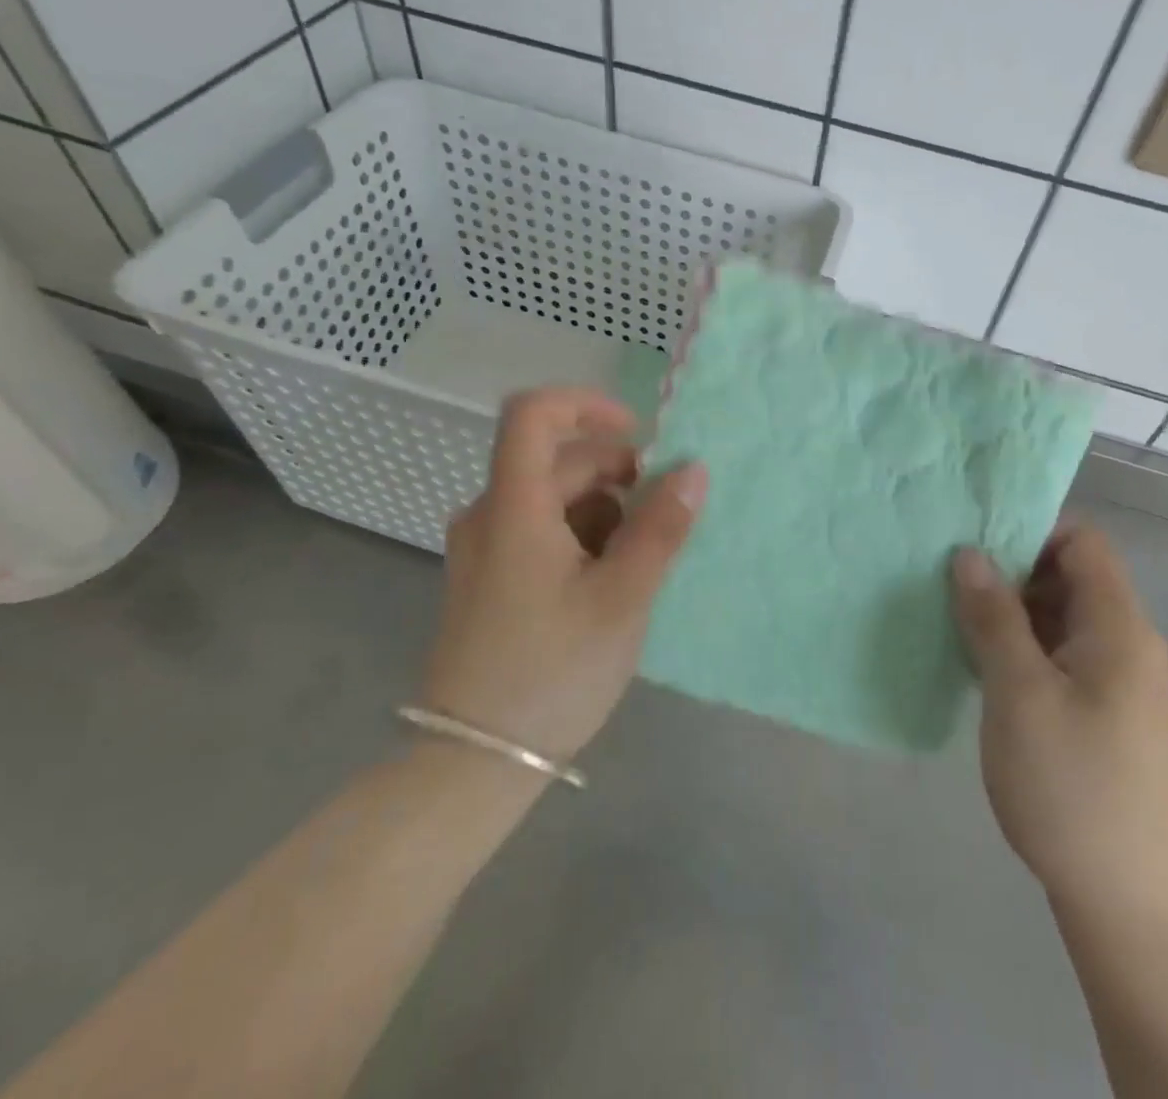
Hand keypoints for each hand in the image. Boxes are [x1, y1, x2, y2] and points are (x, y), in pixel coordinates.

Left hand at [422, 387, 706, 762]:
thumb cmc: (552, 671)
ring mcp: (485, 548)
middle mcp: (490, 514)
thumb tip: (693, 470)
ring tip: (636, 564)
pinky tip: (608, 583)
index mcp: (514, 507)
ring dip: (603, 511)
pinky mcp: (489, 577)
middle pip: (555, 461)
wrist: (474, 761)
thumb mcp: (622, 597)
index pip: (533, 413)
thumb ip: (661, 528)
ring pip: (553, 498)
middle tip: (661, 518)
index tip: (638, 435)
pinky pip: (540, 530)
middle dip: (616, 475)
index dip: (586, 405)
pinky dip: (581, 537)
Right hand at [950, 522, 1167, 911]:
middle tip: (951, 582)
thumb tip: (968, 552)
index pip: (1082, 542)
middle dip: (1011, 571)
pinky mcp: (1105, 715)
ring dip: (1012, 613)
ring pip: (1061, 619)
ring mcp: (1119, 683)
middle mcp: (1128, 645)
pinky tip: (983, 667)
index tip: (975, 543)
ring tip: (956, 620)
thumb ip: (993, 615)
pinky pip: (1061, 656)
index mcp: (1120, 627)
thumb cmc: (1071, 785)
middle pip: (1070, 577)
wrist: (1127, 902)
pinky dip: (1023, 648)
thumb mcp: (1018, 692)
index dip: (1030, 530)